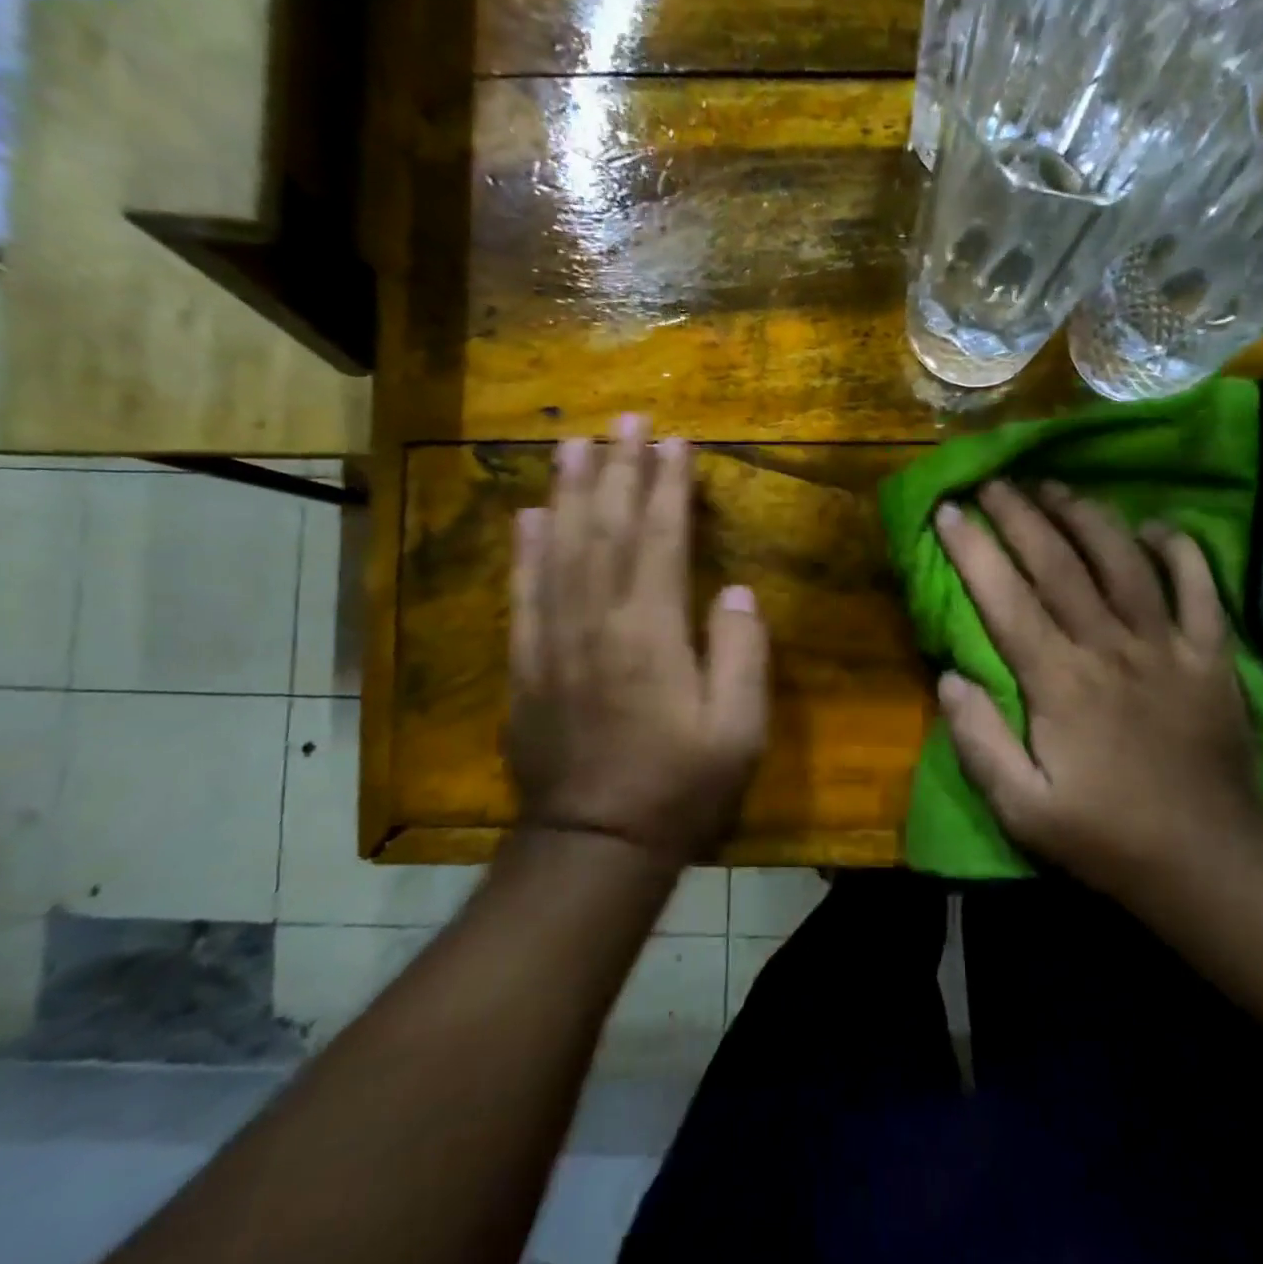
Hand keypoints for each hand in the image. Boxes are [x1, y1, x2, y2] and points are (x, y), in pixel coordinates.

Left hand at [505, 415, 768, 862]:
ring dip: (567, 491)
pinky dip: (524, 549)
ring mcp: (553, 640)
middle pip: (604, 527)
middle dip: (617, 468)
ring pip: (558, 548)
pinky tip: (528, 515)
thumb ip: (740, 654)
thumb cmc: (679, 788)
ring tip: (574, 444)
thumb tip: (733, 592)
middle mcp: (596, 621)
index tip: (674, 440)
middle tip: (624, 419)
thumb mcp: (737, 731)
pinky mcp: (525, 664)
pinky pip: (522, 592)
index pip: (659, 537)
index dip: (666, 484)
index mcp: (651, 632)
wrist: (595, 844)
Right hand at [934, 481, 1262, 896]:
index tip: (948, 509)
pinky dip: (1179, 550)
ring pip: (1123, 561)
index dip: (972, 549)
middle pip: (1060, 564)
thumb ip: (979, 741)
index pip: (1005, 599)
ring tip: (1055, 486)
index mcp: (1059, 682)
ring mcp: (1167, 646)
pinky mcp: (1212, 655)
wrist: (1210, 863)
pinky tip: (1156, 527)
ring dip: (1086, 516)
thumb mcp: (1022, 809)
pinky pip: (1200, 587)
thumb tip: (949, 677)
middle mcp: (1111, 648)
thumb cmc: (1106, 837)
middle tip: (993, 480)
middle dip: (1021, 515)